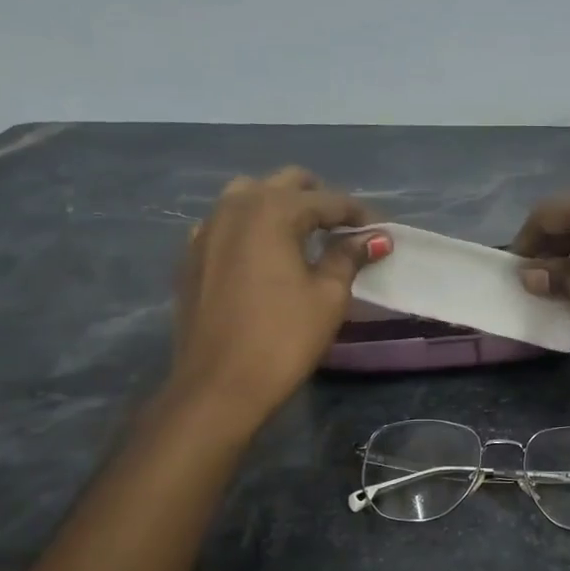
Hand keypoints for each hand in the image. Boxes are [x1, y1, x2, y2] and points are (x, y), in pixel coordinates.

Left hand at [170, 169, 389, 426]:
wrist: (218, 386)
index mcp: (272, 210)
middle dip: (318, 200)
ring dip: (280, 207)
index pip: (326, 200)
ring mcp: (206, 229)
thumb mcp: (328, 296)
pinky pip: (225, 224)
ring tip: (302, 237)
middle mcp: (235, 207)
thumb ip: (348, 257)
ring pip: (248, 196)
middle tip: (342, 230)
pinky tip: (262, 256)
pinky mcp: (190, 256)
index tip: (379, 231)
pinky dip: (249, 228)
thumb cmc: (283, 339)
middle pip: (285, 184)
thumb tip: (375, 237)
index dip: (357, 214)